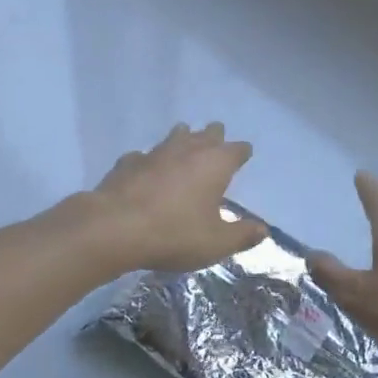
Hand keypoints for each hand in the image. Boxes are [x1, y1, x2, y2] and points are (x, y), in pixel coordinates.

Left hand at [82, 123, 266, 273]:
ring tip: (185, 140)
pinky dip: (149, 161)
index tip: (245, 154)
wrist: (114, 228)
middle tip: (217, 139)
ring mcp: (155, 153)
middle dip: (214, 136)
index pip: (236, 150)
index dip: (242, 152)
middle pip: (206, 134)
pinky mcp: (128, 163)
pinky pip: (144, 156)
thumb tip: (263, 230)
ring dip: (183, 138)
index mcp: (214, 164)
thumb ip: (242, 235)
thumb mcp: (216, 243)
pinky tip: (145, 168)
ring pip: (174, 137)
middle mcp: (187, 150)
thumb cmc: (174, 234)